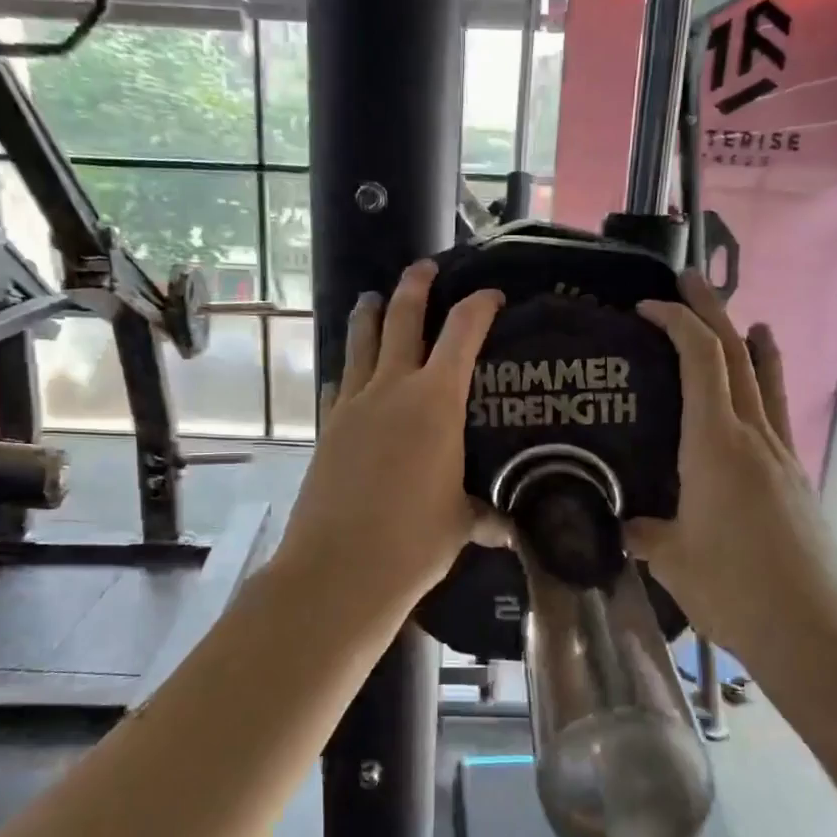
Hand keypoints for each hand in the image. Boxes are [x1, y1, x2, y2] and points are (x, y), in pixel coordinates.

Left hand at [273, 259, 504, 618]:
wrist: (339, 569)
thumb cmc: (414, 542)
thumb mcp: (462, 523)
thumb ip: (486, 514)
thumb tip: (509, 527)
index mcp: (436, 402)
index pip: (463, 334)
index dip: (479, 307)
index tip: (491, 295)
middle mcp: (392, 389)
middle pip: (403, 320)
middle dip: (415, 288)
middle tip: (424, 267)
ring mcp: (353, 406)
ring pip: (362, 343)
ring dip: (370, 315)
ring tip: (373, 298)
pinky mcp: (327, 428)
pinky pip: (339, 384)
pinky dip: (347, 369)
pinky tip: (346, 372)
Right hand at [629, 272, 836, 673]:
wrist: (814, 631)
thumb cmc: (734, 588)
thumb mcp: (670, 559)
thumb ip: (641, 531)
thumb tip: (621, 522)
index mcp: (717, 445)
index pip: (701, 360)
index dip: (676, 323)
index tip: (646, 306)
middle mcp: (755, 437)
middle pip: (737, 356)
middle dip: (711, 312)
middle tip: (687, 283)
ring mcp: (782, 457)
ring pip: (765, 382)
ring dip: (749, 344)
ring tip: (744, 320)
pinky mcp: (794, 480)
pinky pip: (775, 415)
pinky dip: (765, 387)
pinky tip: (758, 398)